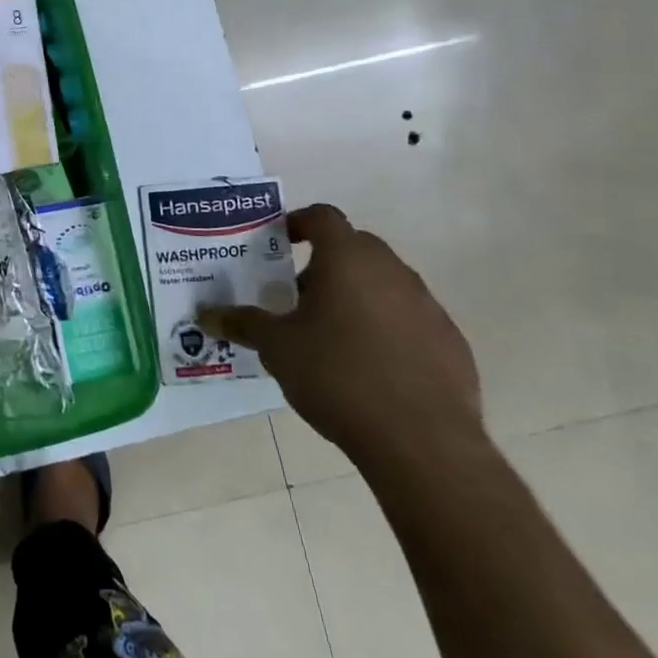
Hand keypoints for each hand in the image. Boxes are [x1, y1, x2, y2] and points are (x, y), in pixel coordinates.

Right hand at [198, 204, 482, 475]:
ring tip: (330, 337)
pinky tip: (370, 368)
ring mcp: (427, 305)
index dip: (297, 222)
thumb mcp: (277, 348)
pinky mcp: (451, 342)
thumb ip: (242, 324)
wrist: (421, 441)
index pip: (322, 216)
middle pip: (354, 249)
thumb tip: (205, 315)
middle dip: (324, 265)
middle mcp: (392, 270)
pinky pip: (410, 320)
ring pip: (384, 285)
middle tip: (296, 298)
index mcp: (348, 259)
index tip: (278, 243)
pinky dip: (386, 329)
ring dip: (356, 297)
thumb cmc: (338, 375)